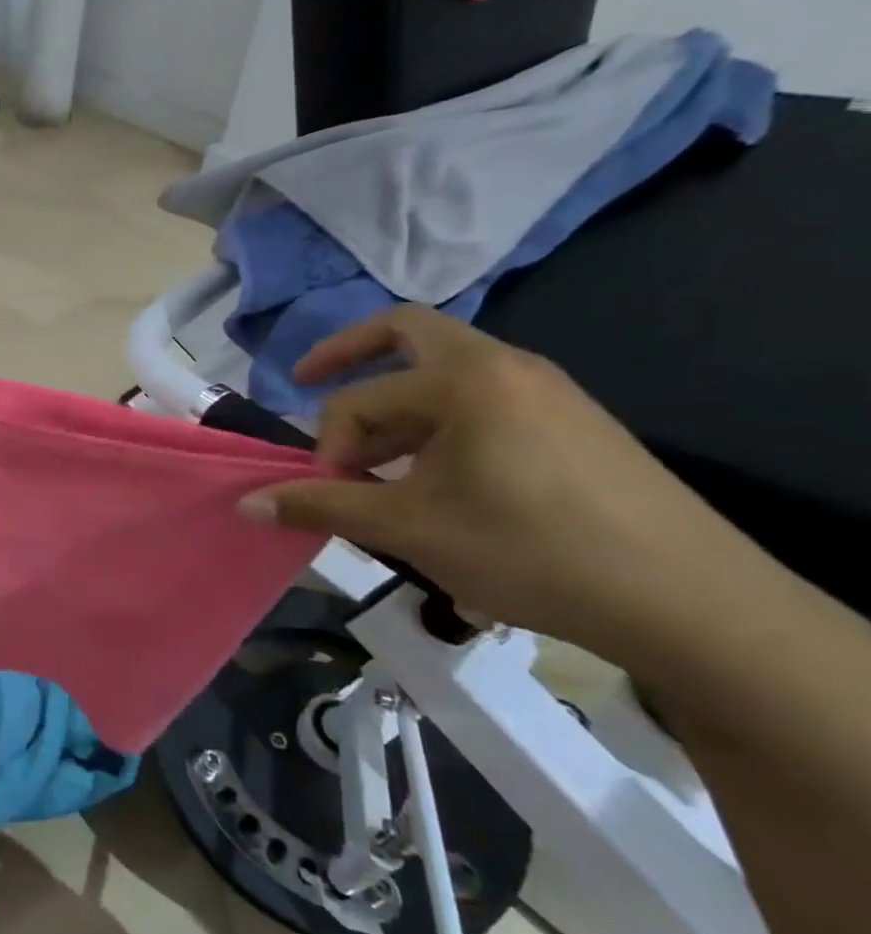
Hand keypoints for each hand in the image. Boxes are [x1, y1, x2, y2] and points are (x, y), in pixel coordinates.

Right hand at [239, 307, 770, 659]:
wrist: (688, 602)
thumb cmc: (529, 550)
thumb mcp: (408, 529)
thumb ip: (321, 506)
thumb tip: (246, 504)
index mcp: (464, 379)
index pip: (359, 400)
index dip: (328, 446)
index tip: (331, 493)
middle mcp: (506, 367)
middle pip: (407, 332)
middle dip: (348, 353)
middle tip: (307, 378)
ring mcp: (546, 392)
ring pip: (444, 377)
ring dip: (396, 410)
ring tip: (378, 468)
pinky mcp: (572, 424)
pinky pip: (482, 405)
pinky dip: (439, 426)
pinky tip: (436, 483)